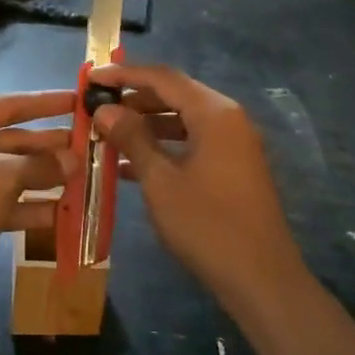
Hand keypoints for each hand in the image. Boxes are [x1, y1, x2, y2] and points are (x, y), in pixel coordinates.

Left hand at [0, 90, 73, 308]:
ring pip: (9, 174)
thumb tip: (74, 160)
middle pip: (11, 140)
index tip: (79, 100)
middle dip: (49, 147)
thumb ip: (39, 166)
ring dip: (44, 179)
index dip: (46, 104)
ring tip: (83, 180)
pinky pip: (1, 202)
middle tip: (90, 147)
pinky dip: (27, 207)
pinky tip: (61, 214)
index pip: (8, 105)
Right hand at [89, 63, 304, 305]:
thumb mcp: (161, 181)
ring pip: (183, 121)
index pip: (164, 78)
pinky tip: (131, 165)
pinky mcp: (234, 168)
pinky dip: (164, 147)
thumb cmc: (207, 225)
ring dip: (147, 125)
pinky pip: (193, 143)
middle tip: (97, 107)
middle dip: (135, 99)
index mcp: (214, 113)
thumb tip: (105, 110)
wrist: (262, 280)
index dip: (125, 74)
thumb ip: (132, 139)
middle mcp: (228, 120)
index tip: (92, 77)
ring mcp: (234, 145)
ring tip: (108, 135)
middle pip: (175, 95)